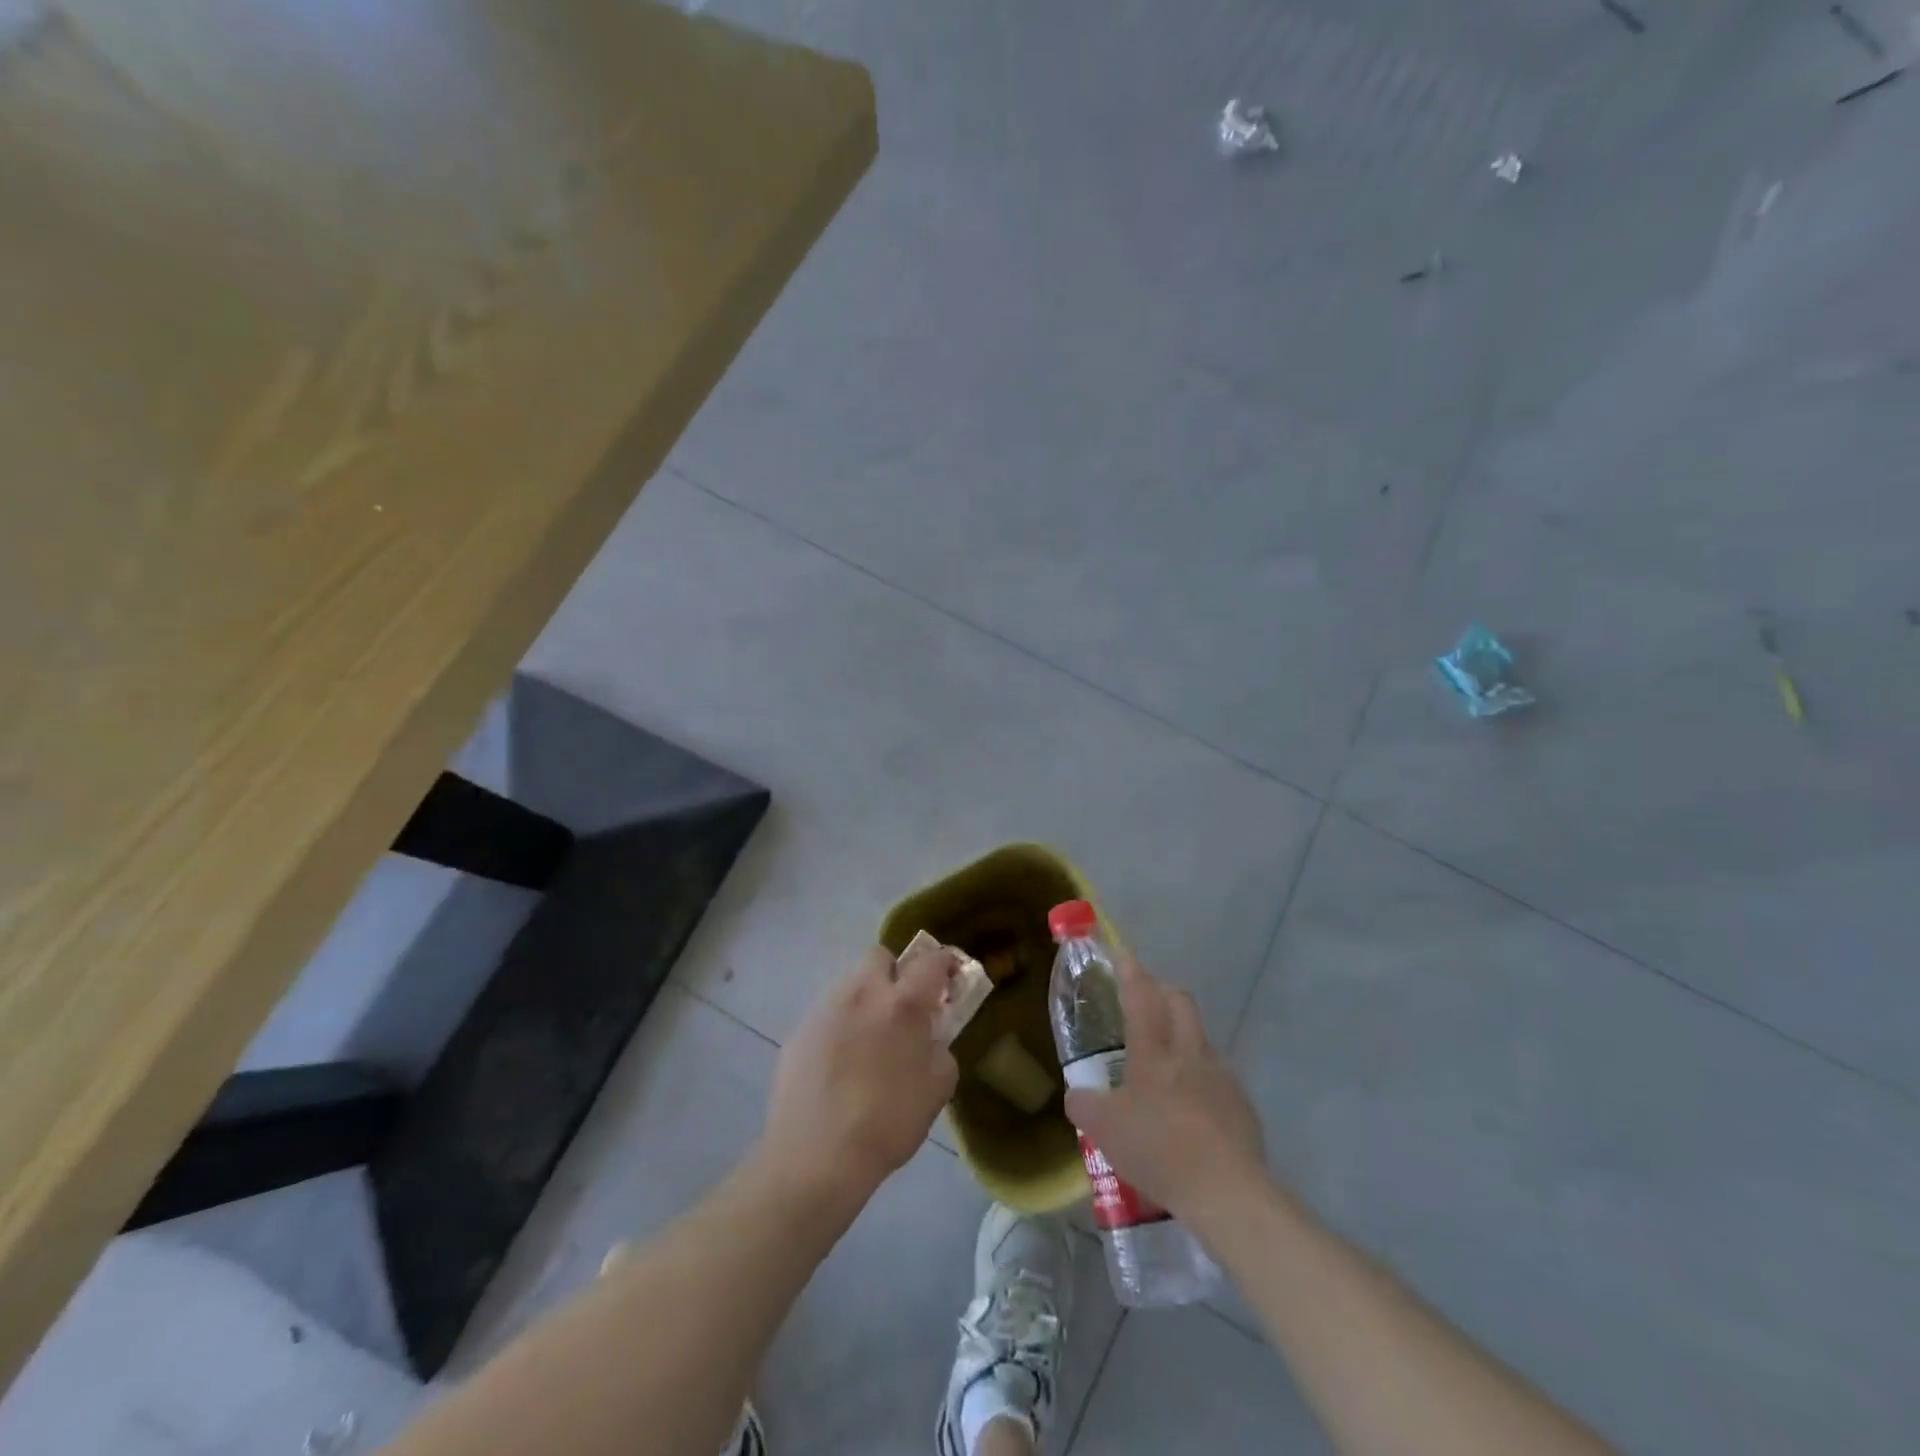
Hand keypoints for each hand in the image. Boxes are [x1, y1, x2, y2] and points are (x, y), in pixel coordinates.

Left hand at [760, 944, 959, 1210]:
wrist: (815, 1157)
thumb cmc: (887, 1123)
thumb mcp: (937, 1089)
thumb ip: (940, 1049)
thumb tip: (929, 1037)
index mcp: (902, 1003)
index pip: (930, 960)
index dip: (946, 963)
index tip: (951, 977)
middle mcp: (862, 993)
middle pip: (880, 956)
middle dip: (896, 972)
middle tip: (903, 1006)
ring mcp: (825, 1009)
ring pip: (851, 984)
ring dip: (866, 999)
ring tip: (869, 1041)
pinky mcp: (799, 1031)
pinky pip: (828, 1014)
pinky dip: (840, 1026)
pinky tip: (840, 1064)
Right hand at [1064, 957, 1266, 1224]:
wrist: (1226, 1191)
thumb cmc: (1158, 1149)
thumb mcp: (1103, 1129)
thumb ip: (1084, 1104)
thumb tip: (1077, 1094)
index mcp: (1153, 1051)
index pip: (1141, 995)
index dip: (1130, 971)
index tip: (1121, 955)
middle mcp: (1189, 1052)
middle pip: (1180, 1000)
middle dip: (1162, 991)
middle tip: (1143, 1001)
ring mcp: (1221, 1076)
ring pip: (1200, 1037)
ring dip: (1182, 1036)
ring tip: (1165, 1063)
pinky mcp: (1242, 1104)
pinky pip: (1217, 1076)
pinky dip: (1200, 1078)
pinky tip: (1190, 1108)